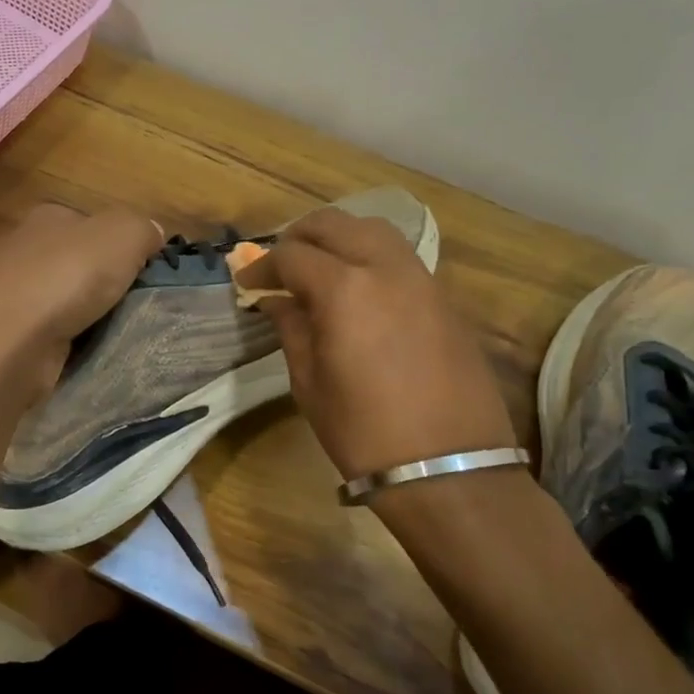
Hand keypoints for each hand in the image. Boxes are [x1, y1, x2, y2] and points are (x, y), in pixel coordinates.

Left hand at [0, 202, 163, 407]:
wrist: (7, 343)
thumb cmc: (66, 277)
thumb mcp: (122, 234)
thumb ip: (143, 230)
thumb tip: (152, 237)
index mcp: (49, 217)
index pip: (96, 225)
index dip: (126, 245)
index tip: (150, 272)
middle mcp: (27, 251)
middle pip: (84, 265)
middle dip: (111, 284)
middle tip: (142, 305)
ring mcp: (16, 295)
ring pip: (72, 302)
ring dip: (95, 317)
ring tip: (123, 332)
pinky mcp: (14, 336)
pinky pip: (59, 335)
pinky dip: (76, 343)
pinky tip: (92, 352)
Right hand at [237, 209, 516, 481]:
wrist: (447, 468)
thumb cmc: (363, 431)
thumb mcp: (309, 382)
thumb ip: (291, 328)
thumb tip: (277, 300)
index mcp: (344, 290)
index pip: (292, 255)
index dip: (262, 265)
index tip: (246, 282)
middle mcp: (386, 269)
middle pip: (335, 224)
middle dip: (299, 236)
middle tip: (279, 264)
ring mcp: (422, 280)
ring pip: (375, 231)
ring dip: (340, 238)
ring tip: (319, 266)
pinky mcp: (445, 299)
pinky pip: (401, 258)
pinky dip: (371, 257)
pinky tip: (358, 288)